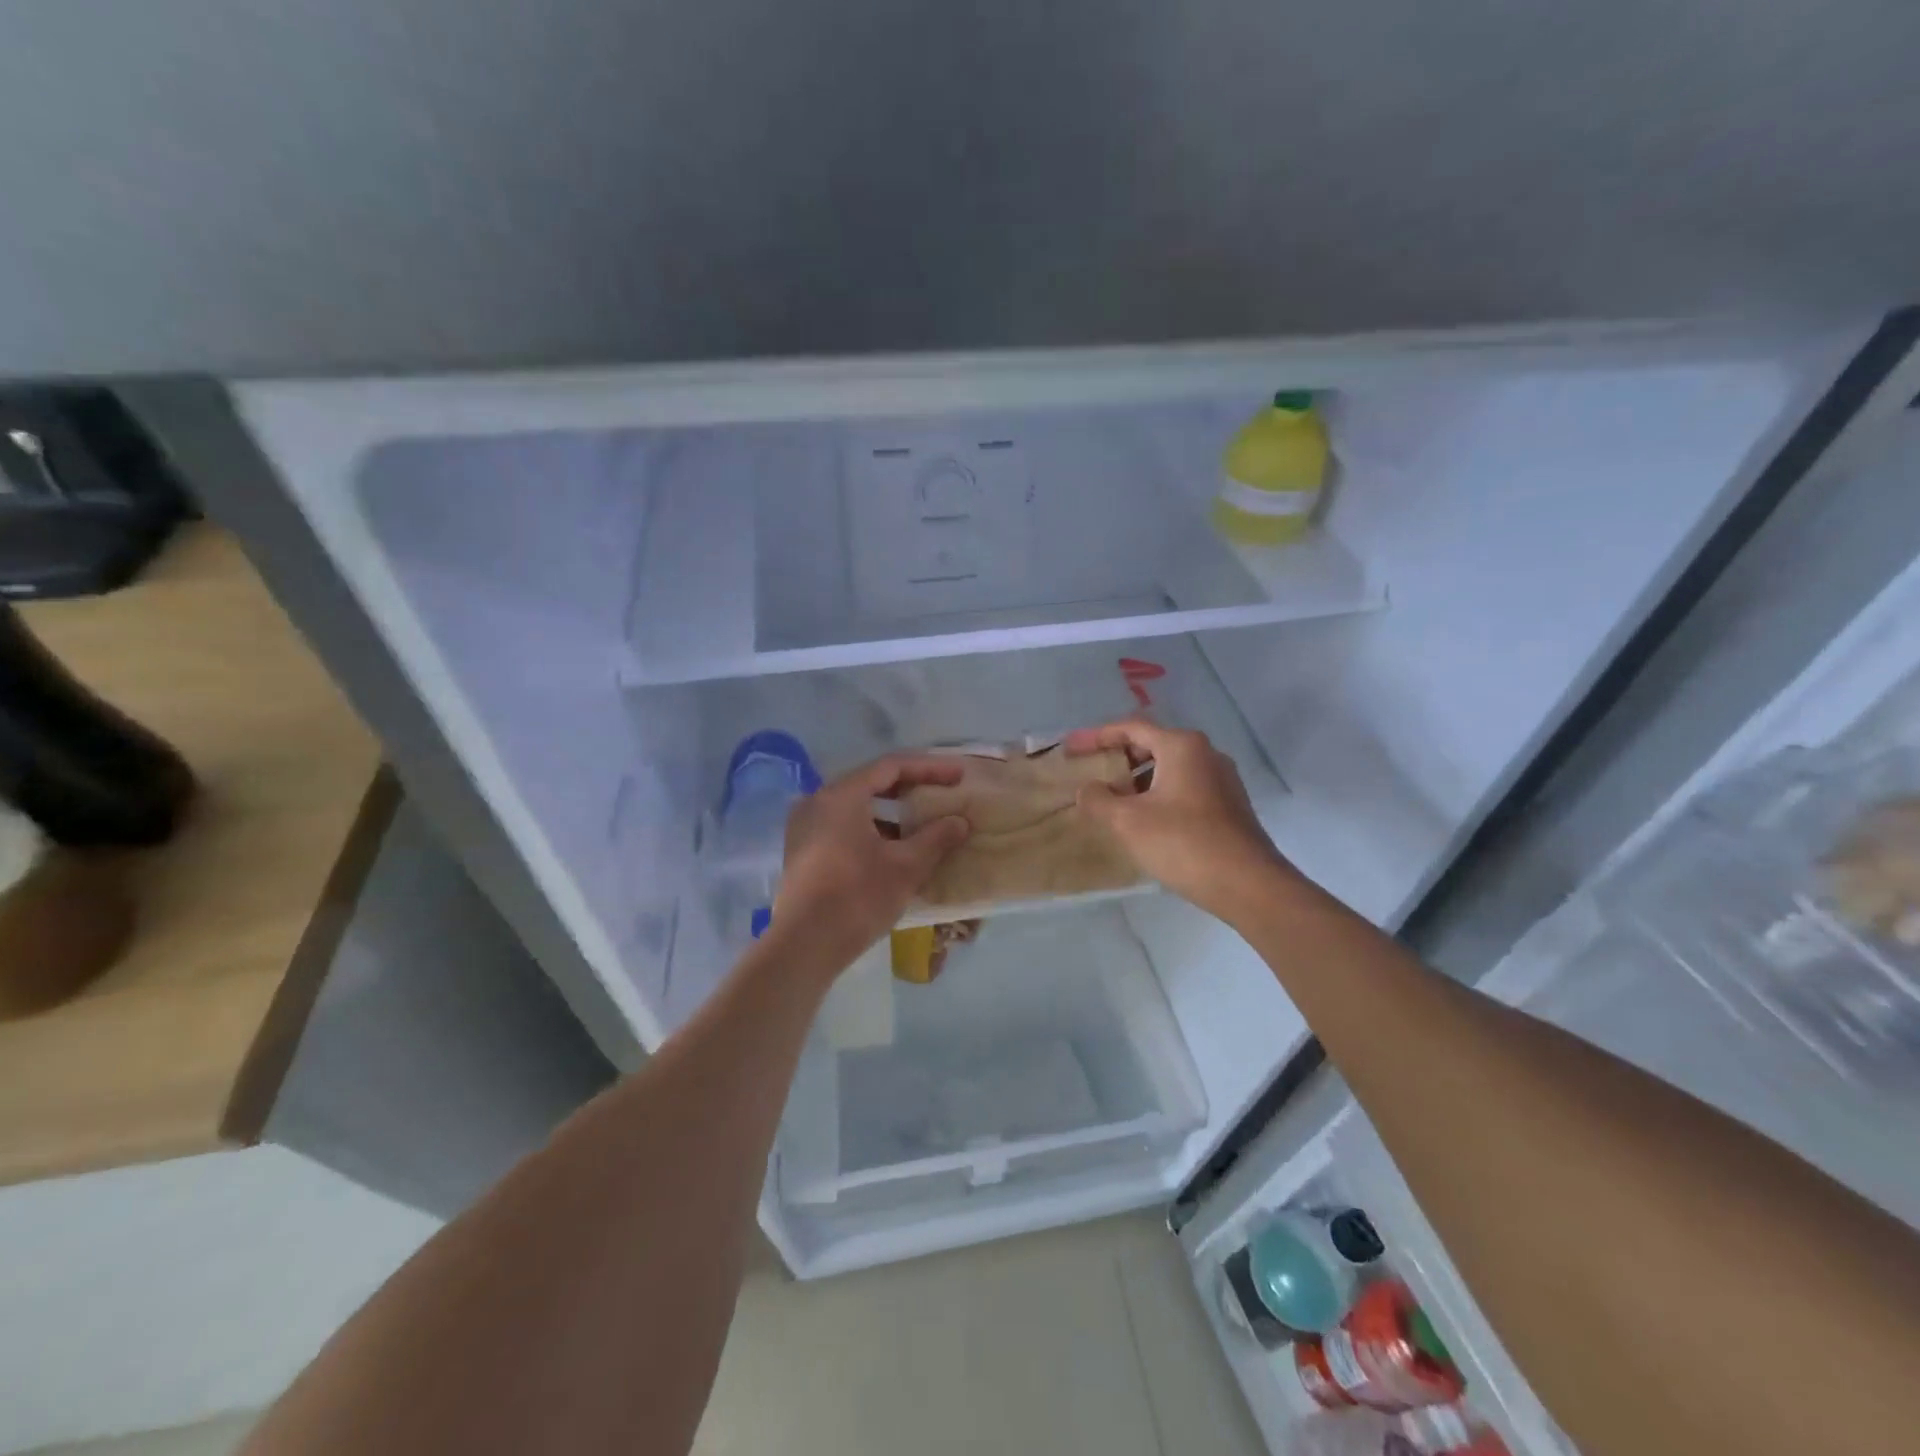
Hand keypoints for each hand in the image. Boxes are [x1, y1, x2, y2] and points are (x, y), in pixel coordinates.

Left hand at [770, 754, 970, 977]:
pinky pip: (843, 825)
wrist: (804, 946)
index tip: (958, 775)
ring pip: (856, 806)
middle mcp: (817, 801)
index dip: (929, 768)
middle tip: (943, 792)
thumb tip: (960, 821)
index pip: (891, 766)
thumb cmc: (858, 898)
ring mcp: (804, 826)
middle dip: (911, 787)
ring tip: (923, 820)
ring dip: (892, 811)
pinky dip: (871, 828)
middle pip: (871, 782)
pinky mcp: (801, 850)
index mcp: (841, 795)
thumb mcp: (906, 866)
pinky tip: (894, 846)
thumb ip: (936, 838)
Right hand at [1065, 719, 1294, 921]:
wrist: (1248, 885)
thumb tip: (1087, 789)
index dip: (1096, 736)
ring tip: (1111, 799)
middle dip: (1117, 757)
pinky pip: (1184, 788)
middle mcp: (1205, 753)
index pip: (1131, 728)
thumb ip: (1098, 799)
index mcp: (1182, 746)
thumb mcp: (1128, 821)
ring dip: (1137, 779)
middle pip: (1151, 744)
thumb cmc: (1184, 843)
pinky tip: (1143, 820)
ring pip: (1168, 768)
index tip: (1070, 748)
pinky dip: (1157, 794)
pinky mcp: (1229, 805)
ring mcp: (1222, 780)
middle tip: (1089, 771)